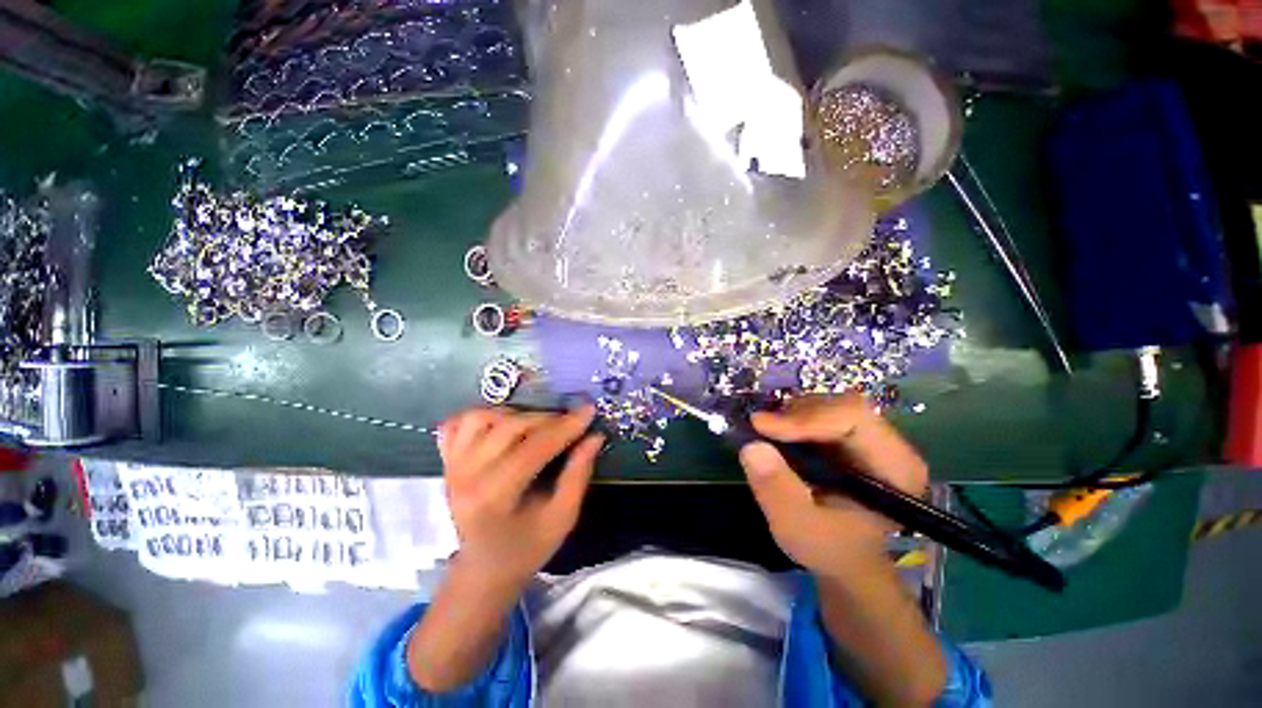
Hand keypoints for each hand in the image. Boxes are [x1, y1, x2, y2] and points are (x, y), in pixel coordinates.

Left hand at [438, 405, 603, 593]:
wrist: (482, 569)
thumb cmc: (526, 549)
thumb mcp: (562, 518)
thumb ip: (578, 475)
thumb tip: (594, 437)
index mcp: (493, 498)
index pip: (533, 449)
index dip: (565, 427)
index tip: (589, 410)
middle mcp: (465, 477)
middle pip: (509, 427)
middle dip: (547, 418)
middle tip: (570, 422)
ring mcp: (451, 466)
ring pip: (481, 417)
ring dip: (515, 414)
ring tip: (537, 425)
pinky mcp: (445, 461)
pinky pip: (457, 423)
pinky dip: (481, 416)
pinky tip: (502, 424)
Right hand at [738, 394, 928, 579]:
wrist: (846, 558)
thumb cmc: (830, 548)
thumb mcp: (798, 527)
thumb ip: (777, 489)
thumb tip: (752, 446)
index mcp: (894, 467)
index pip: (853, 417)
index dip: (805, 417)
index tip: (762, 427)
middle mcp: (890, 444)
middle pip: (840, 405)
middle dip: (796, 414)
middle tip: (761, 429)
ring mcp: (871, 438)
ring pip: (829, 404)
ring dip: (792, 415)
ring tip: (769, 434)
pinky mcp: (851, 437)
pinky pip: (821, 413)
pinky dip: (794, 420)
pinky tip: (780, 437)